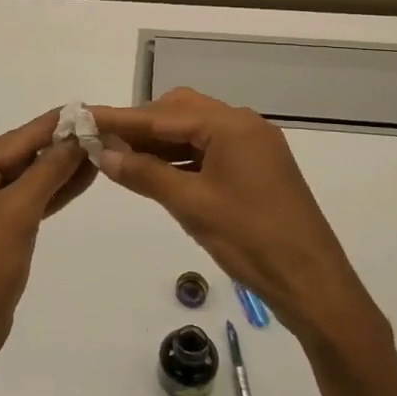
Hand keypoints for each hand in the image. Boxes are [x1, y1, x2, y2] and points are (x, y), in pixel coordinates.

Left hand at [0, 110, 95, 374]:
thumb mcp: (20, 213)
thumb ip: (49, 170)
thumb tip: (76, 136)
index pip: (15, 140)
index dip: (54, 126)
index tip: (87, 109)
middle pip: (18, 157)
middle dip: (59, 148)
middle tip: (101, 131)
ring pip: (21, 179)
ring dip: (57, 170)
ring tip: (98, 152)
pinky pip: (19, 201)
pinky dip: (46, 194)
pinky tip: (78, 180)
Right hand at [90, 89, 386, 349]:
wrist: (311, 283)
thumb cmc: (250, 240)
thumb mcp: (191, 205)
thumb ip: (144, 174)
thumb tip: (104, 154)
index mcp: (232, 126)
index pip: (163, 115)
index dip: (121, 119)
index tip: (84, 117)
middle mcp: (244, 125)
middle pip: (180, 112)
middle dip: (141, 126)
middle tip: (104, 143)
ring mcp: (252, 146)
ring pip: (194, 132)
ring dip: (159, 144)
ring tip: (121, 160)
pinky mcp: (255, 168)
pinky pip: (208, 151)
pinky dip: (180, 159)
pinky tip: (154, 174)